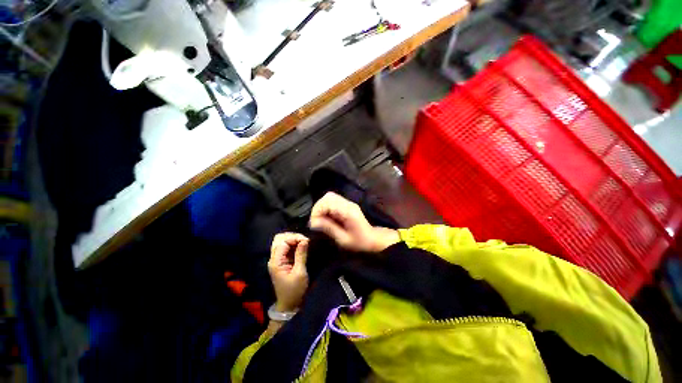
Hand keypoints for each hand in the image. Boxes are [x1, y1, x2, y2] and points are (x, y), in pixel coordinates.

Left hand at [268, 233, 309, 311]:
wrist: (289, 305)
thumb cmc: (294, 290)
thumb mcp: (300, 273)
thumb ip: (301, 255)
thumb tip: (305, 239)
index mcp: (276, 262)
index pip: (282, 242)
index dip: (295, 238)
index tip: (307, 241)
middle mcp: (274, 258)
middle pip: (279, 239)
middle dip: (292, 236)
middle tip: (304, 240)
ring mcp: (277, 259)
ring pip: (282, 241)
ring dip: (293, 239)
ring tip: (304, 242)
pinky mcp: (281, 261)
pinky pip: (285, 247)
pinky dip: (293, 244)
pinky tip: (301, 246)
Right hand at [309, 192, 400, 252]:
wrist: (373, 239)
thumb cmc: (359, 242)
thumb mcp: (343, 239)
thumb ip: (329, 228)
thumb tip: (313, 222)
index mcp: (348, 211)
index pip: (328, 201)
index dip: (317, 210)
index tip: (314, 223)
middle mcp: (348, 204)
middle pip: (328, 196)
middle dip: (318, 208)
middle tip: (316, 222)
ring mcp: (348, 203)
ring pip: (329, 197)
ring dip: (321, 208)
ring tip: (320, 221)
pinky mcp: (347, 205)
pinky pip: (333, 202)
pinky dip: (326, 209)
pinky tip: (326, 219)